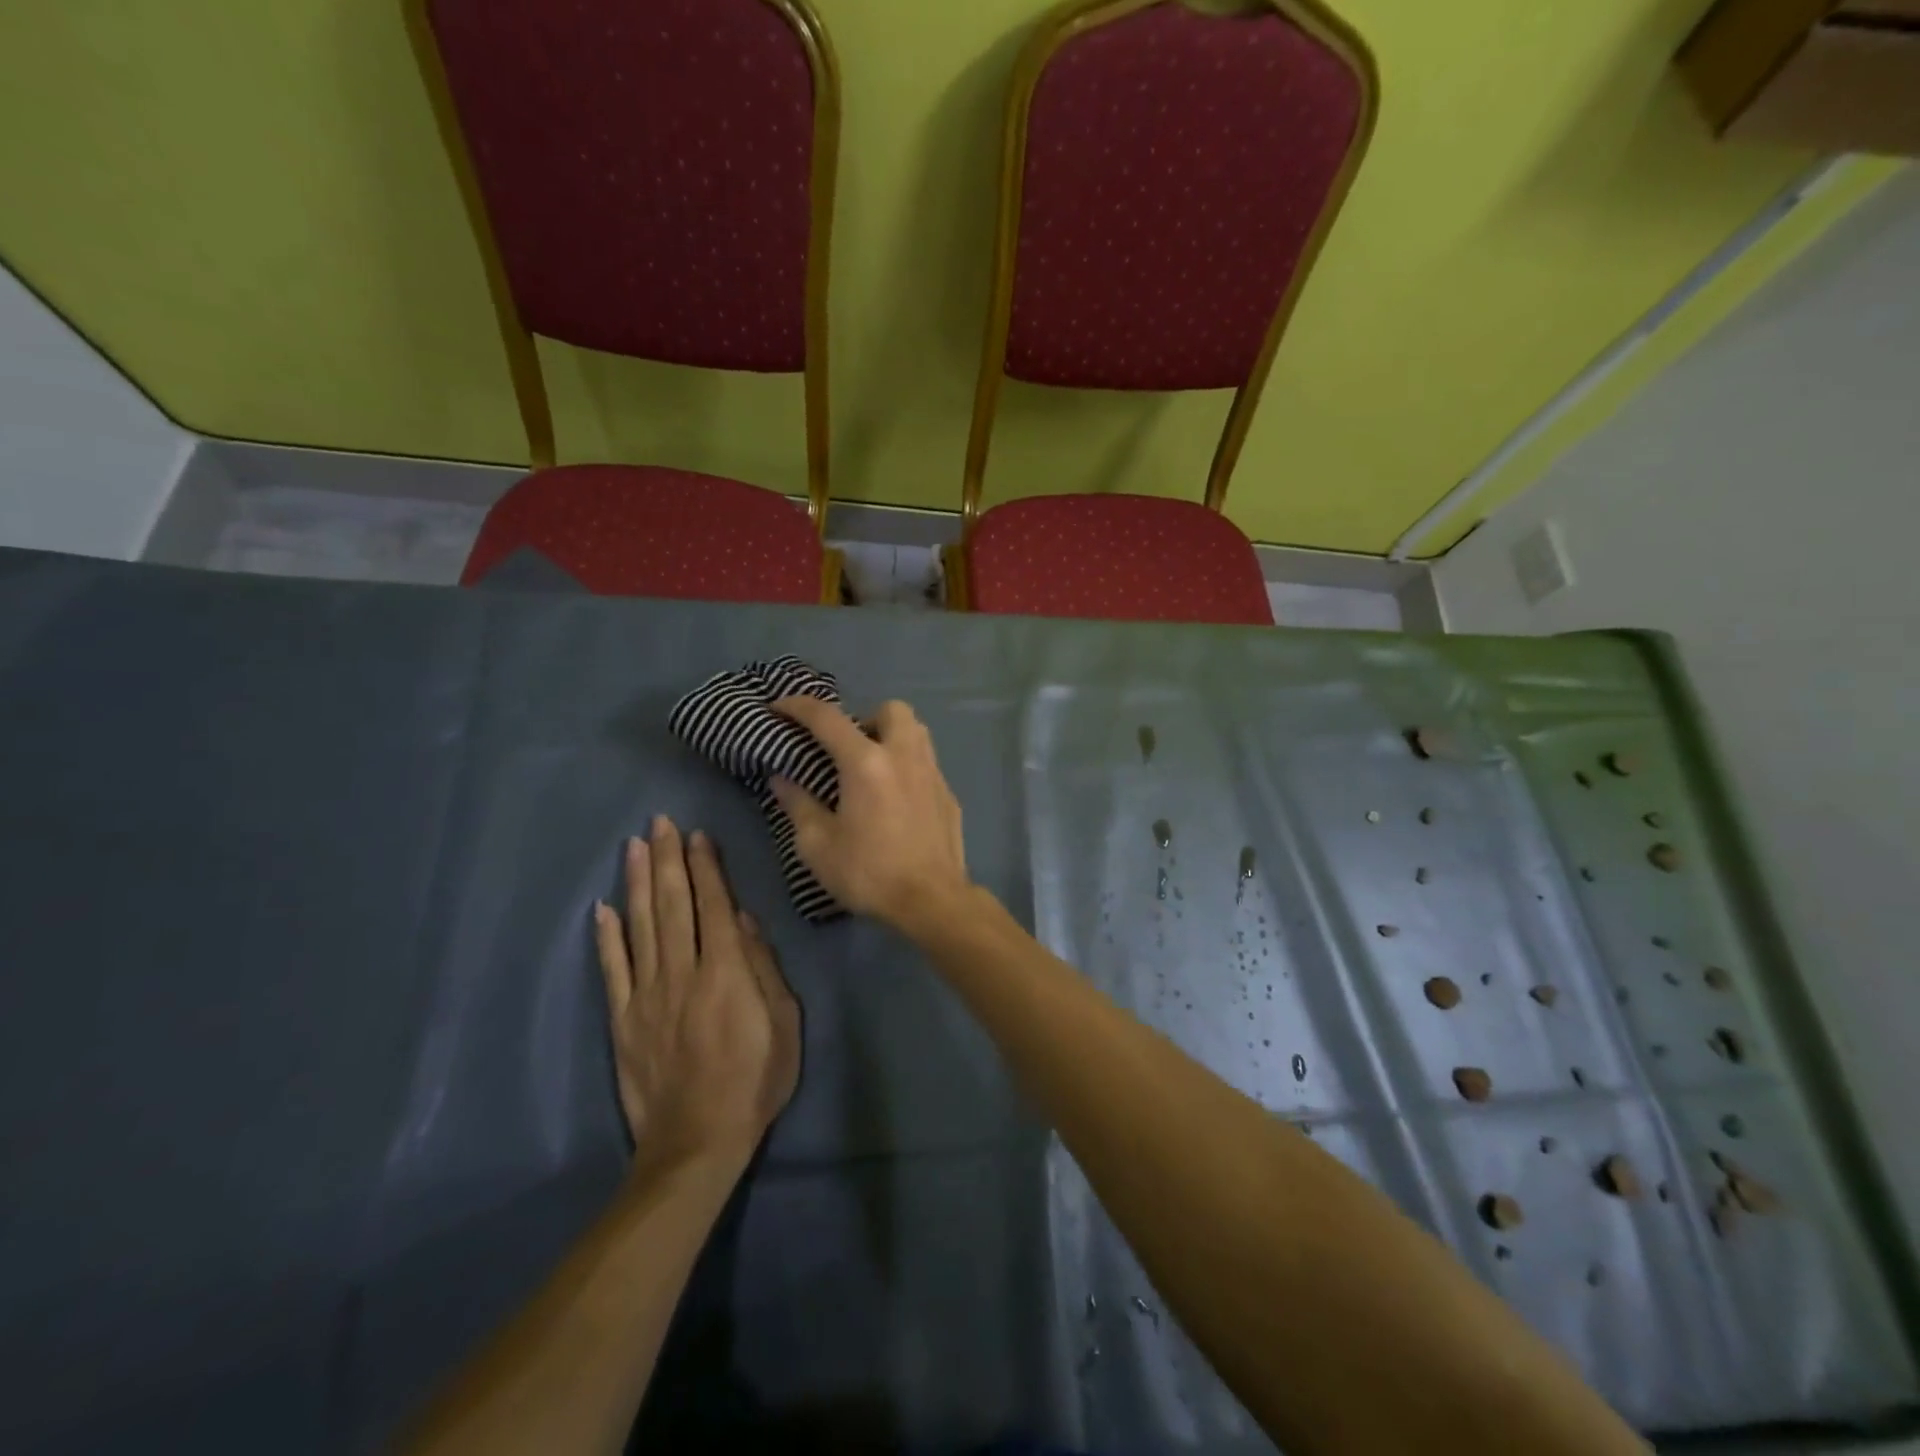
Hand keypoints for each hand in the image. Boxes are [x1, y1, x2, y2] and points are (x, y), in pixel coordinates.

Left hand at [593, 817, 801, 1170]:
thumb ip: (763, 968)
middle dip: (668, 860)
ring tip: (635, 847)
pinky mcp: (623, 1019)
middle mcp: (682, 973)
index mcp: (726, 973)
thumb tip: (742, 920)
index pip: (713, 906)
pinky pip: (612, 969)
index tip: (697, 835)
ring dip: (638, 882)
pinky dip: (606, 936)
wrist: (696, 1143)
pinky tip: (602, 907)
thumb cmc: (754, 1081)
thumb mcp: (785, 1024)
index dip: (705, 868)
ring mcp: (647, 995)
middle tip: (660, 822)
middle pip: (673, 905)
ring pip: (640, 926)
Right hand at [769, 698, 971, 935]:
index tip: (779, 707)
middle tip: (847, 747)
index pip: (827, 718)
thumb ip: (798, 805)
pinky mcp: (949, 794)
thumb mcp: (818, 846)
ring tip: (873, 766)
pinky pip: (927, 762)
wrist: (932, 901)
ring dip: (892, 735)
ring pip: (917, 730)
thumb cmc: (869, 873)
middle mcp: (903, 756)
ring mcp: (932, 773)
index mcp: (866, 763)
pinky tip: (897, 797)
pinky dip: (908, 766)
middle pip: (891, 709)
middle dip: (865, 716)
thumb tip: (781, 779)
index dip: (798, 706)